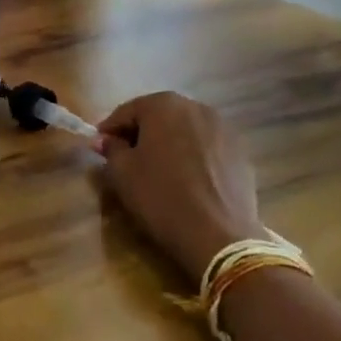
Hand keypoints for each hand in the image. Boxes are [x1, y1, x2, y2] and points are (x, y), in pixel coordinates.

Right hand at [98, 91, 264, 280]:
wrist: (220, 236)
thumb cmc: (162, 197)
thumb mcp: (122, 173)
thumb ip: (111, 149)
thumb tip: (104, 140)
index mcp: (163, 104)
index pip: (126, 112)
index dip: (109, 130)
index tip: (99, 148)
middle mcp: (195, 107)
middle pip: (158, 116)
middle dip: (141, 134)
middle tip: (127, 158)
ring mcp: (223, 128)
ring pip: (184, 131)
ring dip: (168, 144)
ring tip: (159, 170)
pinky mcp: (241, 152)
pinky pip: (206, 148)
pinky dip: (193, 157)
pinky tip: (187, 181)